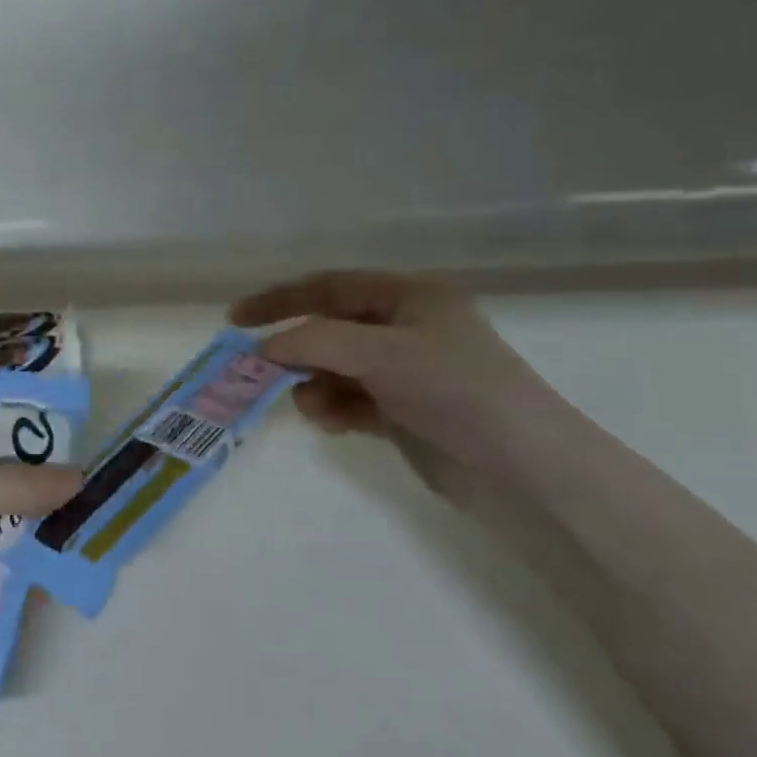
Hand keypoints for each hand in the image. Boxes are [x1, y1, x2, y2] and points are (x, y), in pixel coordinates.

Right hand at [230, 272, 577, 513]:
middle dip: (298, 351)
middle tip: (263, 373)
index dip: (280, 300)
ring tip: (316, 408)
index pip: (330, 287)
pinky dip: (334, 408)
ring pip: (335, 369)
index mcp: (409, 298)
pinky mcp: (402, 412)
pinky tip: (334, 423)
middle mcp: (405, 330)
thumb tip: (264, 348)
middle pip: (329, 330)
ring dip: (315, 385)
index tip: (235, 319)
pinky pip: (349, 401)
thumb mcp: (381, 353)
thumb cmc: (455, 390)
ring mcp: (404, 373)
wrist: (521, 468)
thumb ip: (315, 341)